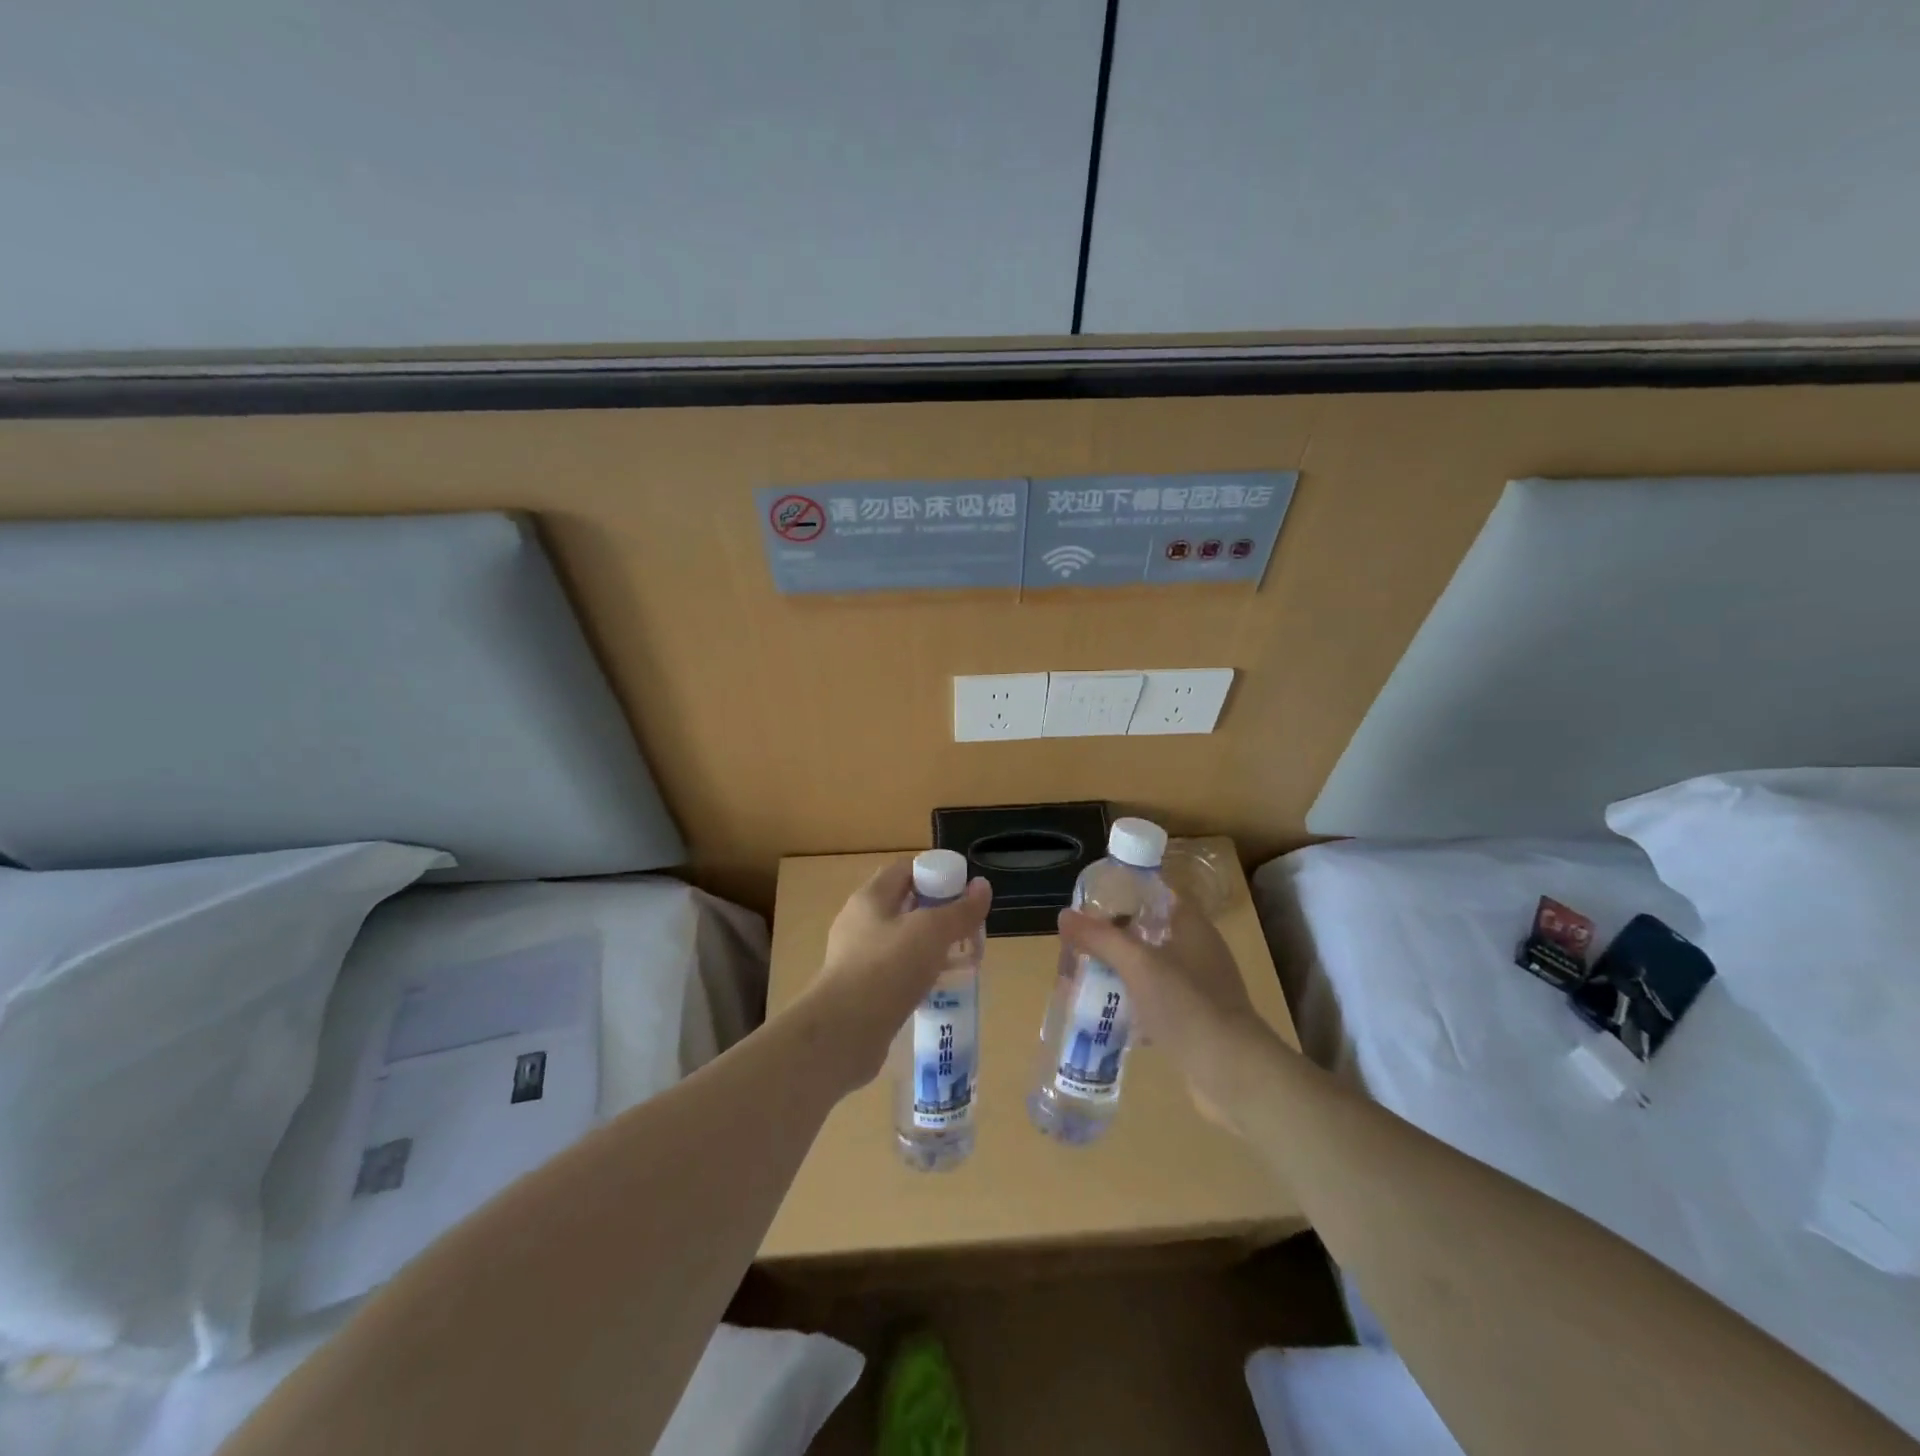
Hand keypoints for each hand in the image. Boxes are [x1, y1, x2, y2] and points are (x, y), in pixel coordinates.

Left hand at [804, 860, 990, 1090]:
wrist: (843, 1032)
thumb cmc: (888, 968)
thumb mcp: (932, 932)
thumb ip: (960, 910)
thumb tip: (982, 887)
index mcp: (870, 897)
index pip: (905, 870)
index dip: (936, 873)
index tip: (964, 892)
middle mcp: (859, 922)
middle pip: (905, 905)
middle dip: (938, 913)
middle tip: (967, 928)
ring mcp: (856, 957)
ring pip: (901, 941)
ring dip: (929, 946)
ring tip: (959, 959)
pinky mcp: (860, 990)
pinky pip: (895, 971)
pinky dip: (917, 974)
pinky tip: (936, 988)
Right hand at [1057, 900, 1280, 1125]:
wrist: (1232, 1073)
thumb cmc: (1187, 1005)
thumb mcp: (1138, 964)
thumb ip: (1101, 938)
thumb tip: (1064, 916)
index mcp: (1192, 927)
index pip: (1156, 896)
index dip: (1124, 896)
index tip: (1090, 906)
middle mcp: (1198, 952)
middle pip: (1148, 934)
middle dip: (1113, 940)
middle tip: (1079, 947)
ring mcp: (1199, 989)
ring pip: (1150, 971)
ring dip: (1120, 974)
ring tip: (1085, 979)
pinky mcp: (1195, 1021)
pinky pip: (1156, 1003)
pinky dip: (1133, 1006)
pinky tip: (1108, 1016)